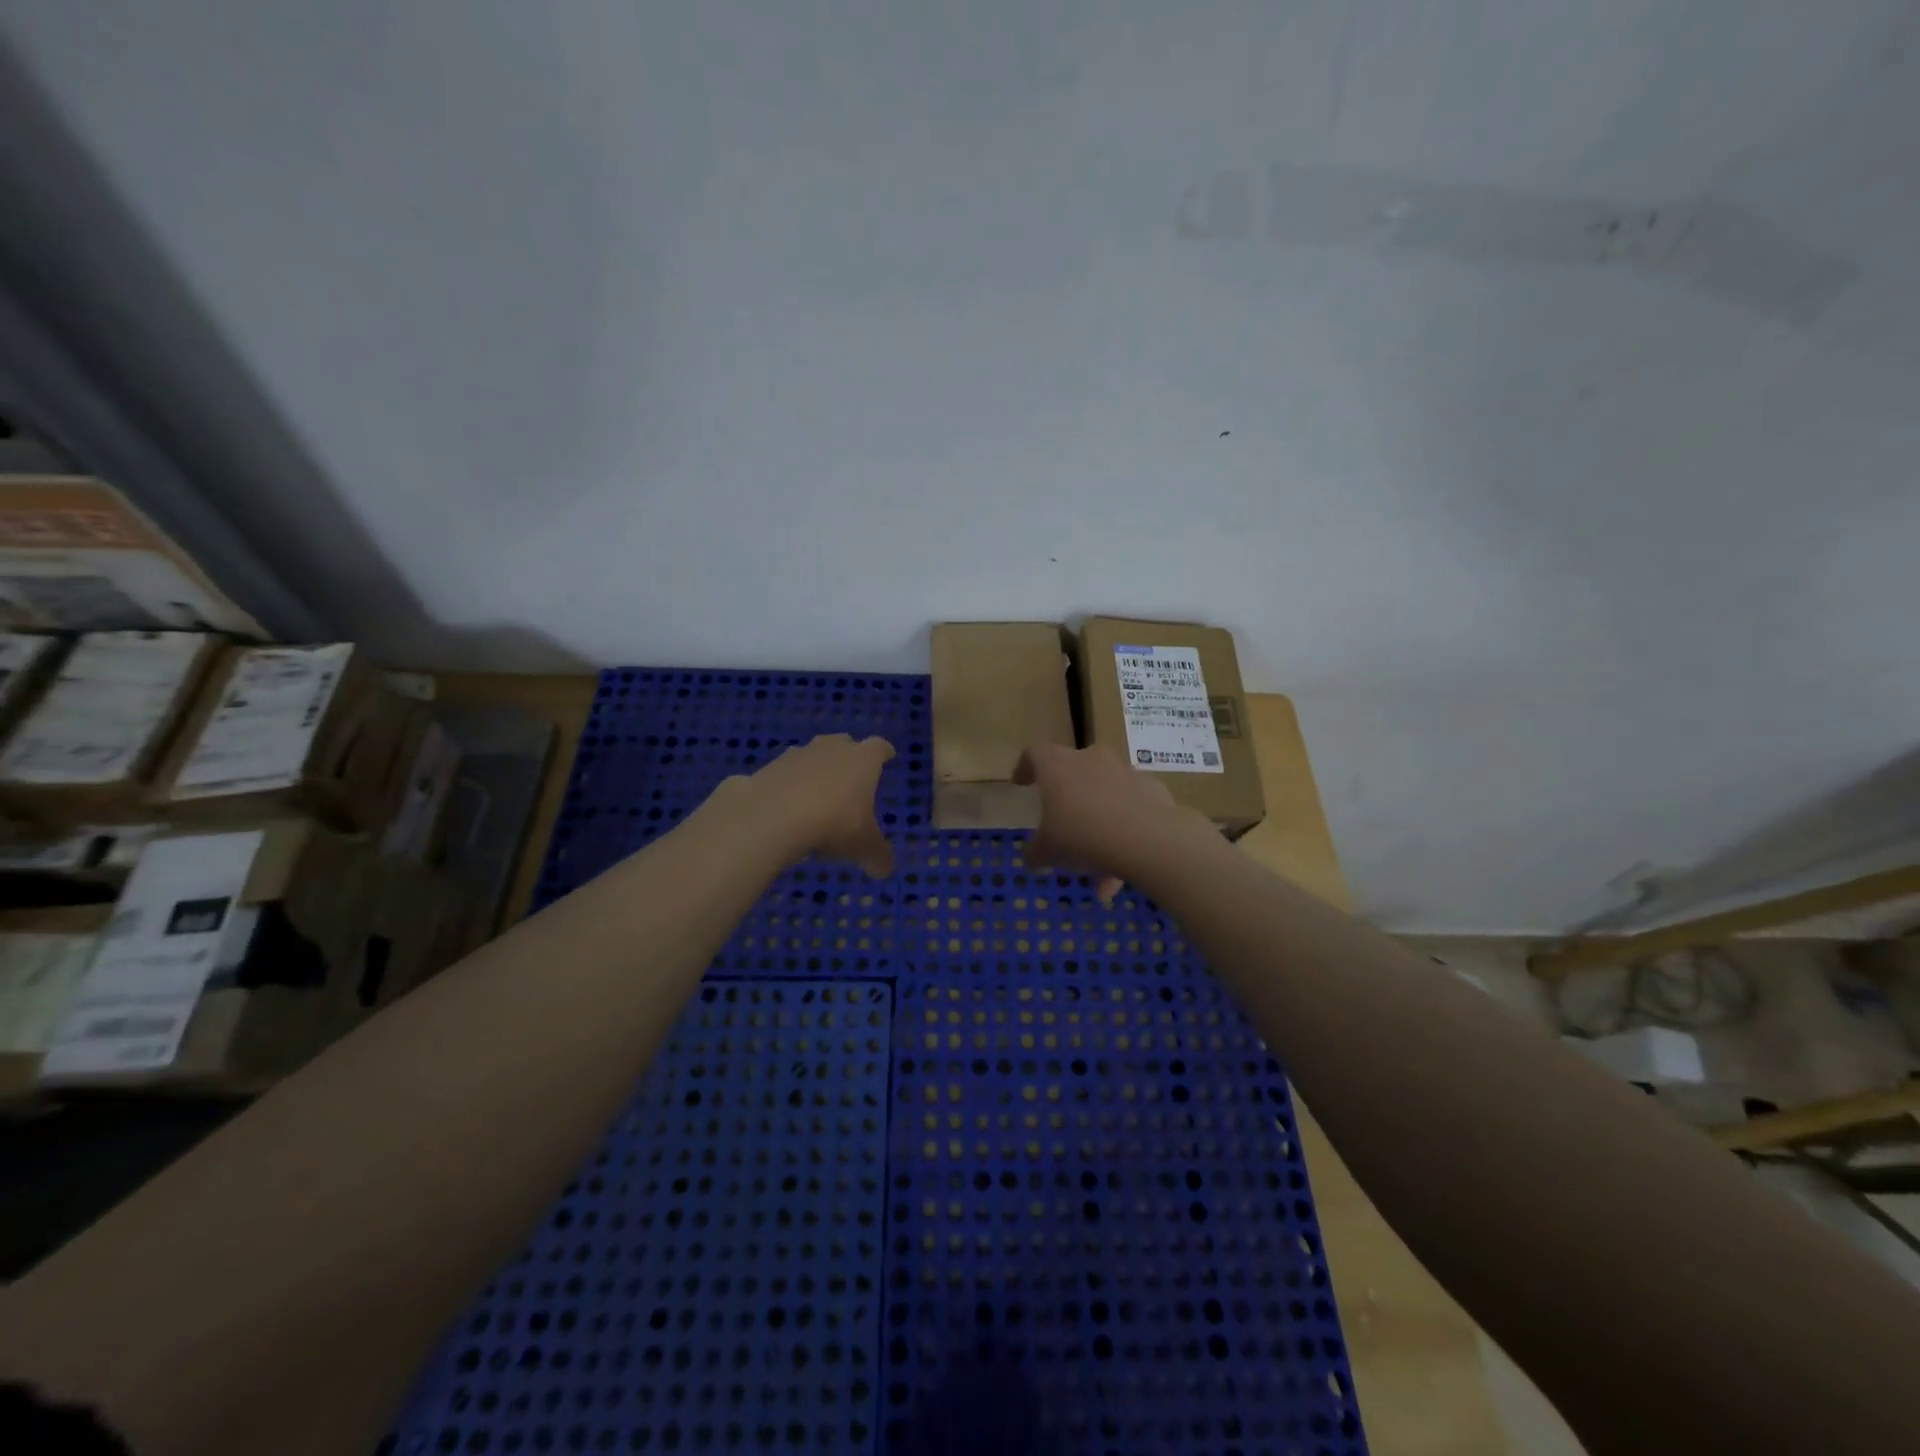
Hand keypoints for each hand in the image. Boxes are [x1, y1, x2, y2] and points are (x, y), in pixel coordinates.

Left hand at [745, 734, 895, 876]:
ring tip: (815, 793)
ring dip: (815, 769)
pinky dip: (786, 785)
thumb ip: (877, 856)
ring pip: (811, 755)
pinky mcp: (767, 768)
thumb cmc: (832, 824)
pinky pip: (782, 774)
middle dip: (848, 756)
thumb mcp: (863, 846)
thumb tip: (885, 870)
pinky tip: (784, 806)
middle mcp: (831, 749)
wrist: (772, 817)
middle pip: (843, 743)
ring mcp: (797, 755)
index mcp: (862, 760)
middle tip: (851, 773)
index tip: (888, 755)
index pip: (879, 747)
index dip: (884, 752)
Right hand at [1015, 742, 1193, 901]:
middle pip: (1074, 771)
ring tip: (1099, 867)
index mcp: (1057, 766)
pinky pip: (1132, 807)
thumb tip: (1031, 857)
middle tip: (1064, 825)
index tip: (1022, 783)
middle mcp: (1091, 759)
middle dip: (1069, 798)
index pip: (1035, 753)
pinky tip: (1126, 863)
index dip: (1026, 767)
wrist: (1145, 837)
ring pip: (1106, 793)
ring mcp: (1125, 771)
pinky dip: (1126, 829)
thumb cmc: (1082, 835)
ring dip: (1099, 822)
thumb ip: (1036, 852)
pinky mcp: (1152, 788)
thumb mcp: (1048, 851)